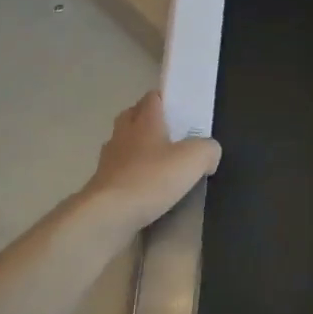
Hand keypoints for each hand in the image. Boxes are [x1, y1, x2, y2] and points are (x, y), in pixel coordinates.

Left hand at [81, 92, 220, 231]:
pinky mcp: (101, 185)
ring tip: (157, 164)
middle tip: (168, 134)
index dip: (164, 99)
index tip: (178, 108)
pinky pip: (117, 172)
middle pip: (132, 116)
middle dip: (147, 120)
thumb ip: (208, 150)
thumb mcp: (194, 159)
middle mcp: (123, 134)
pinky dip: (129, 175)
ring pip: (122, 144)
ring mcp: (108, 160)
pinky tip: (144, 189)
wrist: (108, 215)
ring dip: (136, 149)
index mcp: (145, 121)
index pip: (152, 98)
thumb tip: (210, 153)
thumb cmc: (151, 178)